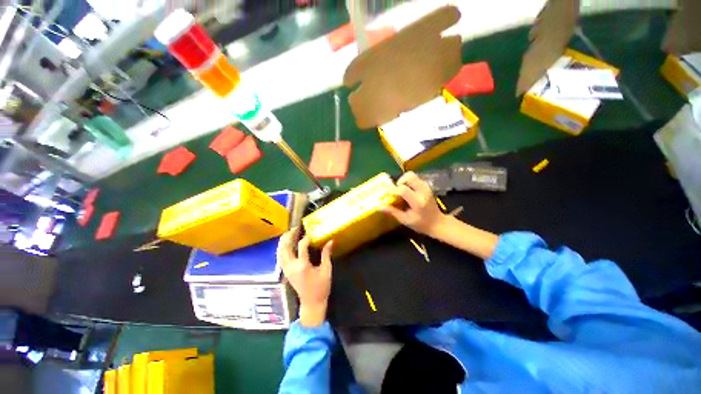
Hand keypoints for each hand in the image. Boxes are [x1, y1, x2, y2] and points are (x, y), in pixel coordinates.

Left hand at [278, 227, 333, 326]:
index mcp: (303, 266)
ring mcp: (287, 270)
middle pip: (285, 248)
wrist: (311, 303)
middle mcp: (292, 267)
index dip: (306, 238)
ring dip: (283, 241)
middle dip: (289, 236)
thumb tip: (330, 241)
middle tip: (295, 228)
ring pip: (280, 252)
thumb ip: (326, 254)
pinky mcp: (286, 272)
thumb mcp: (326, 270)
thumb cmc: (321, 287)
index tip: (311, 233)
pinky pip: (280, 258)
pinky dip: (281, 249)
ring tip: (289, 233)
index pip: (302, 246)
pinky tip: (286, 244)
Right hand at [383, 172, 446, 235]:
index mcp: (417, 202)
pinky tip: (407, 190)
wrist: (438, 223)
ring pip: (412, 175)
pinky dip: (408, 181)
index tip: (387, 195)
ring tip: (401, 190)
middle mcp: (423, 191)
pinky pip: (415, 178)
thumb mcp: (405, 220)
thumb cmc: (421, 224)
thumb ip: (393, 212)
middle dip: (399, 181)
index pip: (403, 189)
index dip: (392, 190)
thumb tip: (380, 206)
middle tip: (396, 190)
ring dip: (404, 180)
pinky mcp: (427, 186)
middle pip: (409, 176)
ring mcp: (426, 187)